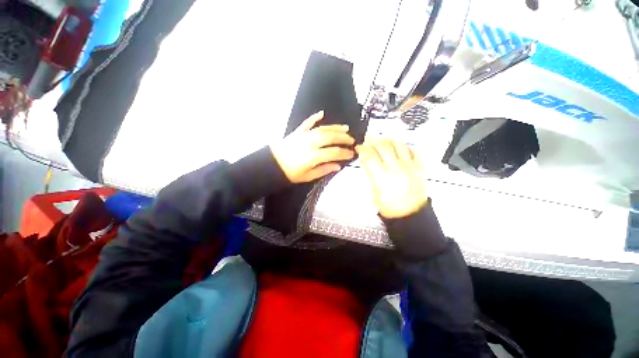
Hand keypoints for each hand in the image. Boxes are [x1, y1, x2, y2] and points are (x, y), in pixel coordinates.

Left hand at [270, 111, 354, 182]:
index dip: (345, 153)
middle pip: (331, 138)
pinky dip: (314, 117)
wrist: (272, 165)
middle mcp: (311, 143)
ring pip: (323, 129)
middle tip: (352, 140)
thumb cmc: (290, 173)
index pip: (334, 152)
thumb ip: (323, 170)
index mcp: (314, 156)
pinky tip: (321, 113)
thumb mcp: (308, 176)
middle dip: (344, 138)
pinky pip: (307, 123)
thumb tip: (338, 166)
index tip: (352, 154)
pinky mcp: (298, 132)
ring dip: (335, 128)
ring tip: (346, 128)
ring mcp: (304, 136)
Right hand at [356, 139, 427, 218]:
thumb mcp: (374, 191)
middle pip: (383, 146)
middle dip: (373, 141)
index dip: (362, 148)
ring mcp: (409, 166)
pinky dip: (405, 147)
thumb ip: (370, 173)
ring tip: (383, 142)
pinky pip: (413, 151)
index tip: (359, 147)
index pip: (369, 155)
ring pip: (398, 144)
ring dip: (388, 140)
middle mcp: (395, 168)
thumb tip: (365, 159)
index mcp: (382, 176)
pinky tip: (399, 148)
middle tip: (369, 141)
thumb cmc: (389, 206)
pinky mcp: (419, 167)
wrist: (410, 214)